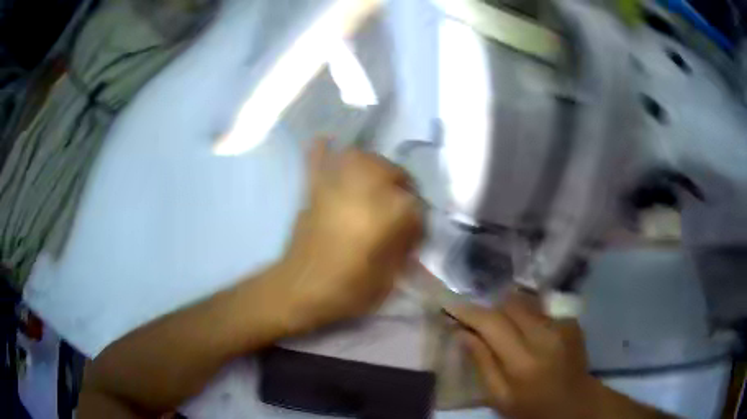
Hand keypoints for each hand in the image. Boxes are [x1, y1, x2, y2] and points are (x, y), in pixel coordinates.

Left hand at [274, 139, 422, 332]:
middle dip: (399, 183)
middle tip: (398, 201)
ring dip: (371, 164)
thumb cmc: (349, 289)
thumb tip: (410, 229)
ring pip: (359, 159)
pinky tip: (325, 142)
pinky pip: (318, 163)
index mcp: (387, 214)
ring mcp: (336, 187)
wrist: (301, 289)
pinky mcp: (314, 191)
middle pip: (389, 170)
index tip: (413, 231)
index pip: (414, 204)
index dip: (417, 218)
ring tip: (374, 179)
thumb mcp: (390, 276)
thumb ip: (404, 246)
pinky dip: (321, 152)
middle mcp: (364, 191)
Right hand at [447, 292, 600, 418]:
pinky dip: (529, 316)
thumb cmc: (532, 407)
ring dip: (510, 311)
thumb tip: (462, 333)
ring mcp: (562, 325)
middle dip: (492, 309)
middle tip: (482, 324)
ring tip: (507, 330)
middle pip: (510, 303)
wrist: (575, 403)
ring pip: (526, 302)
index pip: (492, 324)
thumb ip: (481, 364)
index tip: (450, 305)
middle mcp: (545, 335)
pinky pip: (541, 308)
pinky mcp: (571, 321)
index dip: (469, 312)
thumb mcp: (499, 398)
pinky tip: (530, 334)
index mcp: (523, 361)